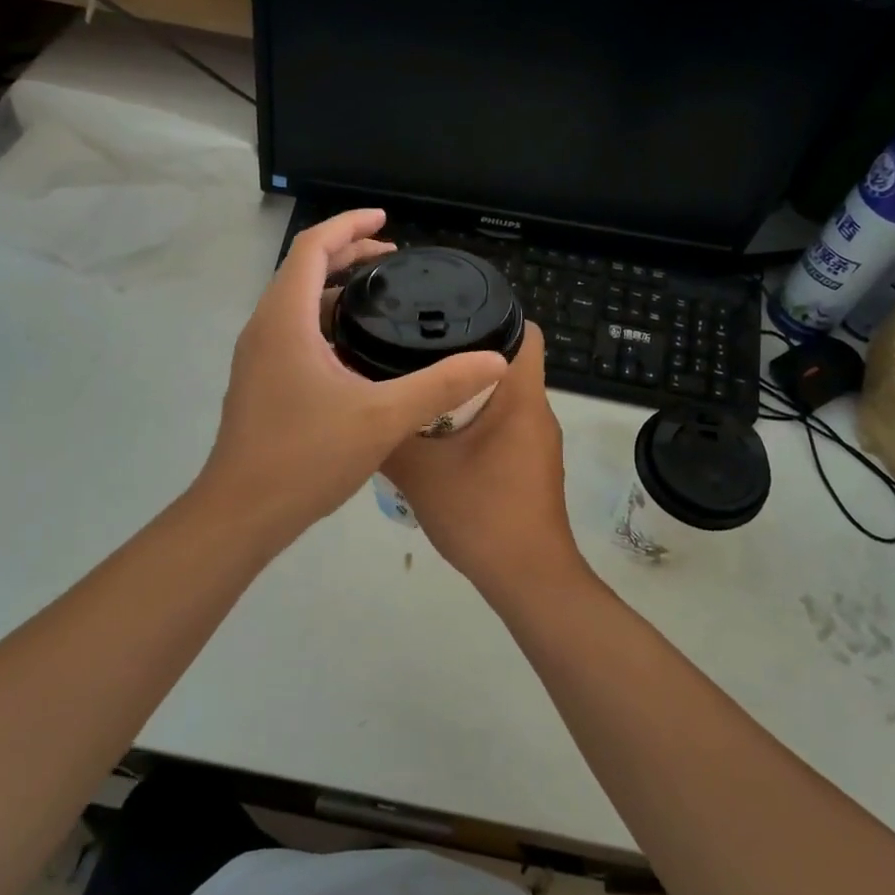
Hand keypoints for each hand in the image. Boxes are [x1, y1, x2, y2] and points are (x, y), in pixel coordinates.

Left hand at [197, 209, 509, 547]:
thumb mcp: (384, 418)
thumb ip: (441, 385)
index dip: (349, 225)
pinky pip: (292, 331)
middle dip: (347, 254)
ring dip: (334, 289)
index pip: (313, 248)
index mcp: (286, 320)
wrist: (242, 513)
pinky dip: (323, 320)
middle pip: (302, 270)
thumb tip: (493, 360)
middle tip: (393, 258)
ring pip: (295, 303)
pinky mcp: (259, 382)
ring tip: (378, 297)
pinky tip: (355, 349)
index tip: (386, 220)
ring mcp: (257, 357)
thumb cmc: (306, 456)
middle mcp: (264, 328)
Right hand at [382, 322, 591, 605]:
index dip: (490, 314)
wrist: (527, 580)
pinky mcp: (529, 464)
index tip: (444, 315)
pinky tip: (435, 436)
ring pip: (501, 396)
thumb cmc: (482, 515)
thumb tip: (359, 409)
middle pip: (506, 361)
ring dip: (464, 391)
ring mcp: (536, 440)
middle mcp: (536, 411)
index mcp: (522, 398)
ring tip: (417, 387)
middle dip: (462, 354)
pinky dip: (472, 421)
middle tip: (414, 351)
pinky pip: (501, 424)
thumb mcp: (421, 474)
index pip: (523, 330)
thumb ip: (389, 438)